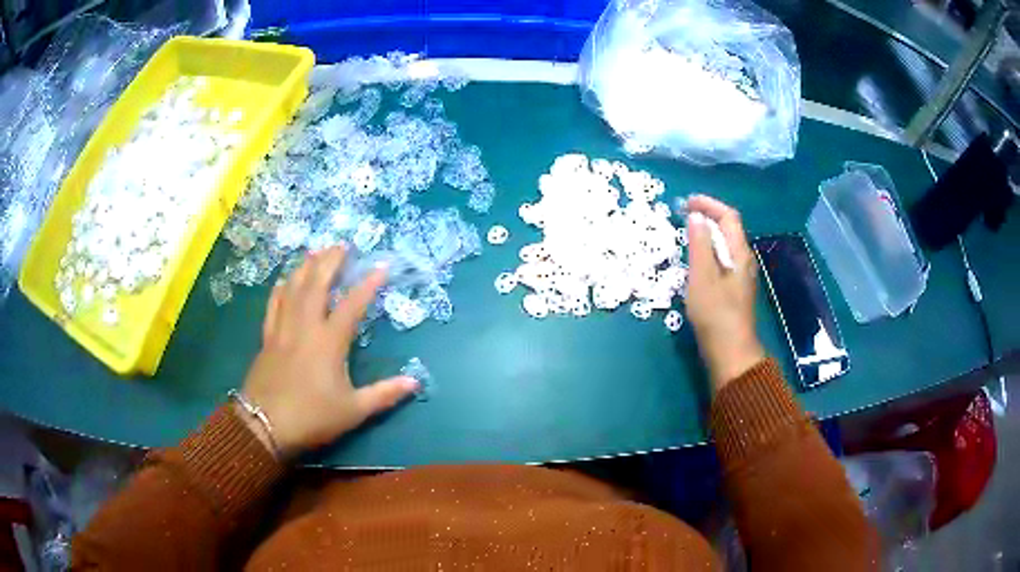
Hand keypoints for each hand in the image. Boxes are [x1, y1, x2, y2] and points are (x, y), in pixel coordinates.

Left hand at [238, 245, 418, 458]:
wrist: (265, 426)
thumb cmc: (312, 417)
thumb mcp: (353, 411)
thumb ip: (384, 394)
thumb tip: (415, 383)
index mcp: (329, 342)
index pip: (352, 304)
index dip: (368, 283)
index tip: (381, 266)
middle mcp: (305, 327)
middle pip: (317, 284)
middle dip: (330, 261)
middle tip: (342, 245)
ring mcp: (283, 329)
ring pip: (293, 288)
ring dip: (306, 267)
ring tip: (316, 252)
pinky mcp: (267, 337)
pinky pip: (274, 304)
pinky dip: (281, 288)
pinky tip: (284, 280)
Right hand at [683, 195, 764, 391]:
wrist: (730, 352)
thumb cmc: (715, 313)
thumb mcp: (702, 276)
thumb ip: (699, 244)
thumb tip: (695, 217)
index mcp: (739, 253)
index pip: (728, 216)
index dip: (708, 204)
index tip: (685, 202)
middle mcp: (744, 260)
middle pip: (729, 228)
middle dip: (707, 216)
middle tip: (682, 215)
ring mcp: (741, 276)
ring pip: (725, 245)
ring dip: (707, 234)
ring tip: (685, 234)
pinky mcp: (734, 290)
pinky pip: (722, 259)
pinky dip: (708, 251)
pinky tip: (695, 261)